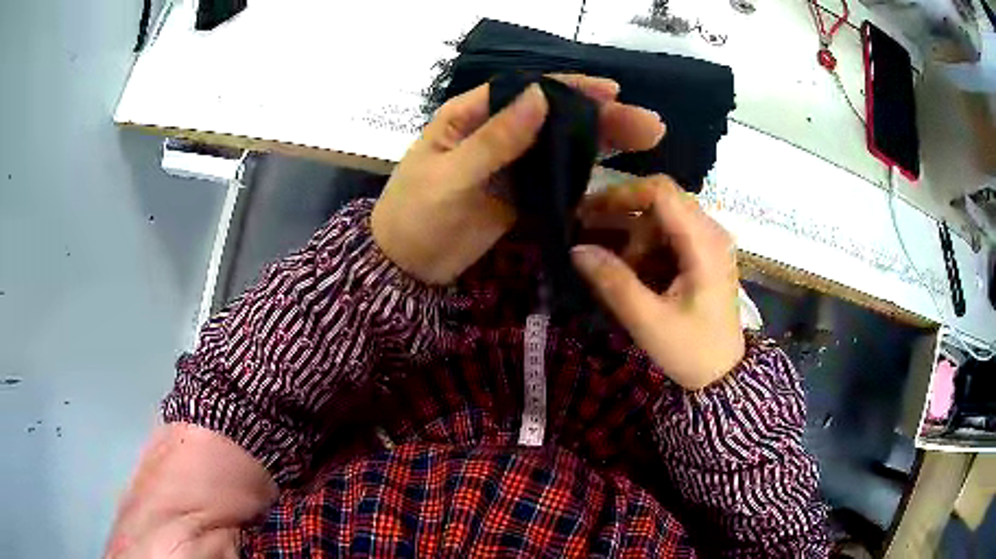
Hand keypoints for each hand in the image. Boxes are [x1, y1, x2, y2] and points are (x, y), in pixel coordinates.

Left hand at [371, 75, 664, 284]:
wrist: (406, 269)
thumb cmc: (414, 216)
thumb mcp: (450, 176)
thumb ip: (496, 139)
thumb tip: (540, 95)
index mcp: (470, 116)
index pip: (526, 90)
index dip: (571, 88)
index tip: (612, 92)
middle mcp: (495, 134)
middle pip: (554, 118)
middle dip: (600, 117)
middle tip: (649, 124)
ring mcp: (511, 166)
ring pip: (561, 147)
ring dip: (602, 142)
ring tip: (646, 141)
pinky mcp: (520, 196)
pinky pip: (557, 179)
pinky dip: (585, 175)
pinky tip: (618, 174)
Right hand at [571, 176, 743, 389]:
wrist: (722, 375)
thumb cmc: (691, 350)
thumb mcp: (648, 321)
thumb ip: (613, 282)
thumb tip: (576, 250)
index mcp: (704, 243)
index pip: (662, 193)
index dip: (621, 195)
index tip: (587, 212)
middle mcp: (710, 232)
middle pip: (660, 203)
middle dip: (622, 217)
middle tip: (589, 237)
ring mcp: (708, 243)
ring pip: (661, 219)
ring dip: (633, 238)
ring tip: (611, 267)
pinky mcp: (703, 255)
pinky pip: (668, 236)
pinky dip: (645, 249)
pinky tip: (631, 273)